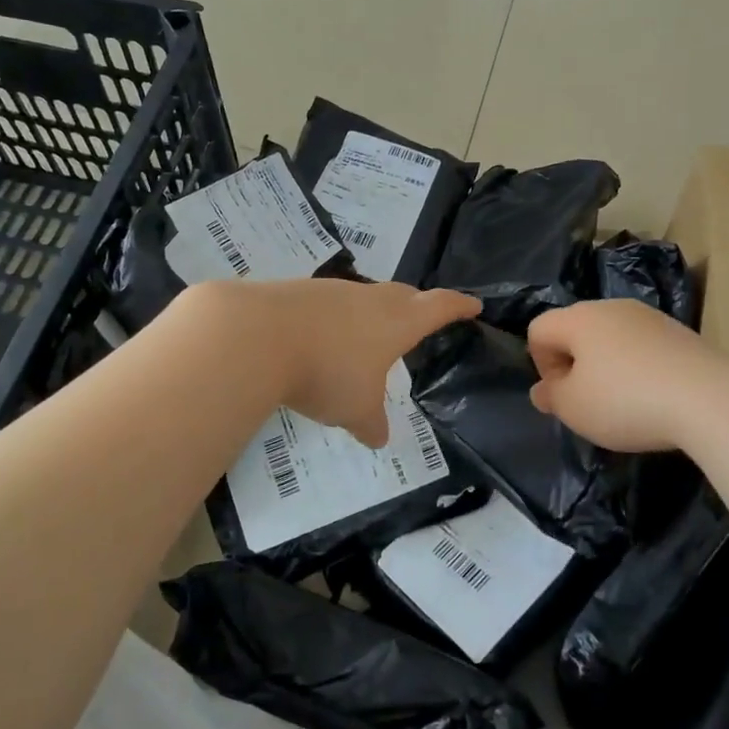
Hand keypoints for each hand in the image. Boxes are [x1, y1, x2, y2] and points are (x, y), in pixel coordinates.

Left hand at [236, 279, 479, 447]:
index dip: (458, 306)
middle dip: (418, 305)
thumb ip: (372, 423)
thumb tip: (378, 437)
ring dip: (373, 313)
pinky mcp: (298, 292)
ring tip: (370, 335)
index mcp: (396, 321)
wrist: (255, 335)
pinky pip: (329, 304)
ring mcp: (332, 291)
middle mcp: (369, 298)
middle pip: (403, 295)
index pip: (439, 307)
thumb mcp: (355, 410)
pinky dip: (336, 319)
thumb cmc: (325, 372)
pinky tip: (323, 338)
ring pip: (364, 298)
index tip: (473, 305)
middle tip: (424, 316)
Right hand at [526, 299, 728, 451]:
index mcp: (579, 318)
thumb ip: (551, 397)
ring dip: (607, 366)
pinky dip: (639, 369)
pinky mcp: (681, 333)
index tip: (561, 395)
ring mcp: (650, 317)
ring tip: (623, 403)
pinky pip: (644, 347)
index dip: (540, 364)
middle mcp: (612, 307)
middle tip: (587, 402)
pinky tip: (654, 398)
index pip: (539, 329)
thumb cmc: (626, 401)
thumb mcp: (574, 408)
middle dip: (574, 364)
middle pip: (576, 329)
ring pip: (612, 338)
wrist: (710, 399)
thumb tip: (542, 390)